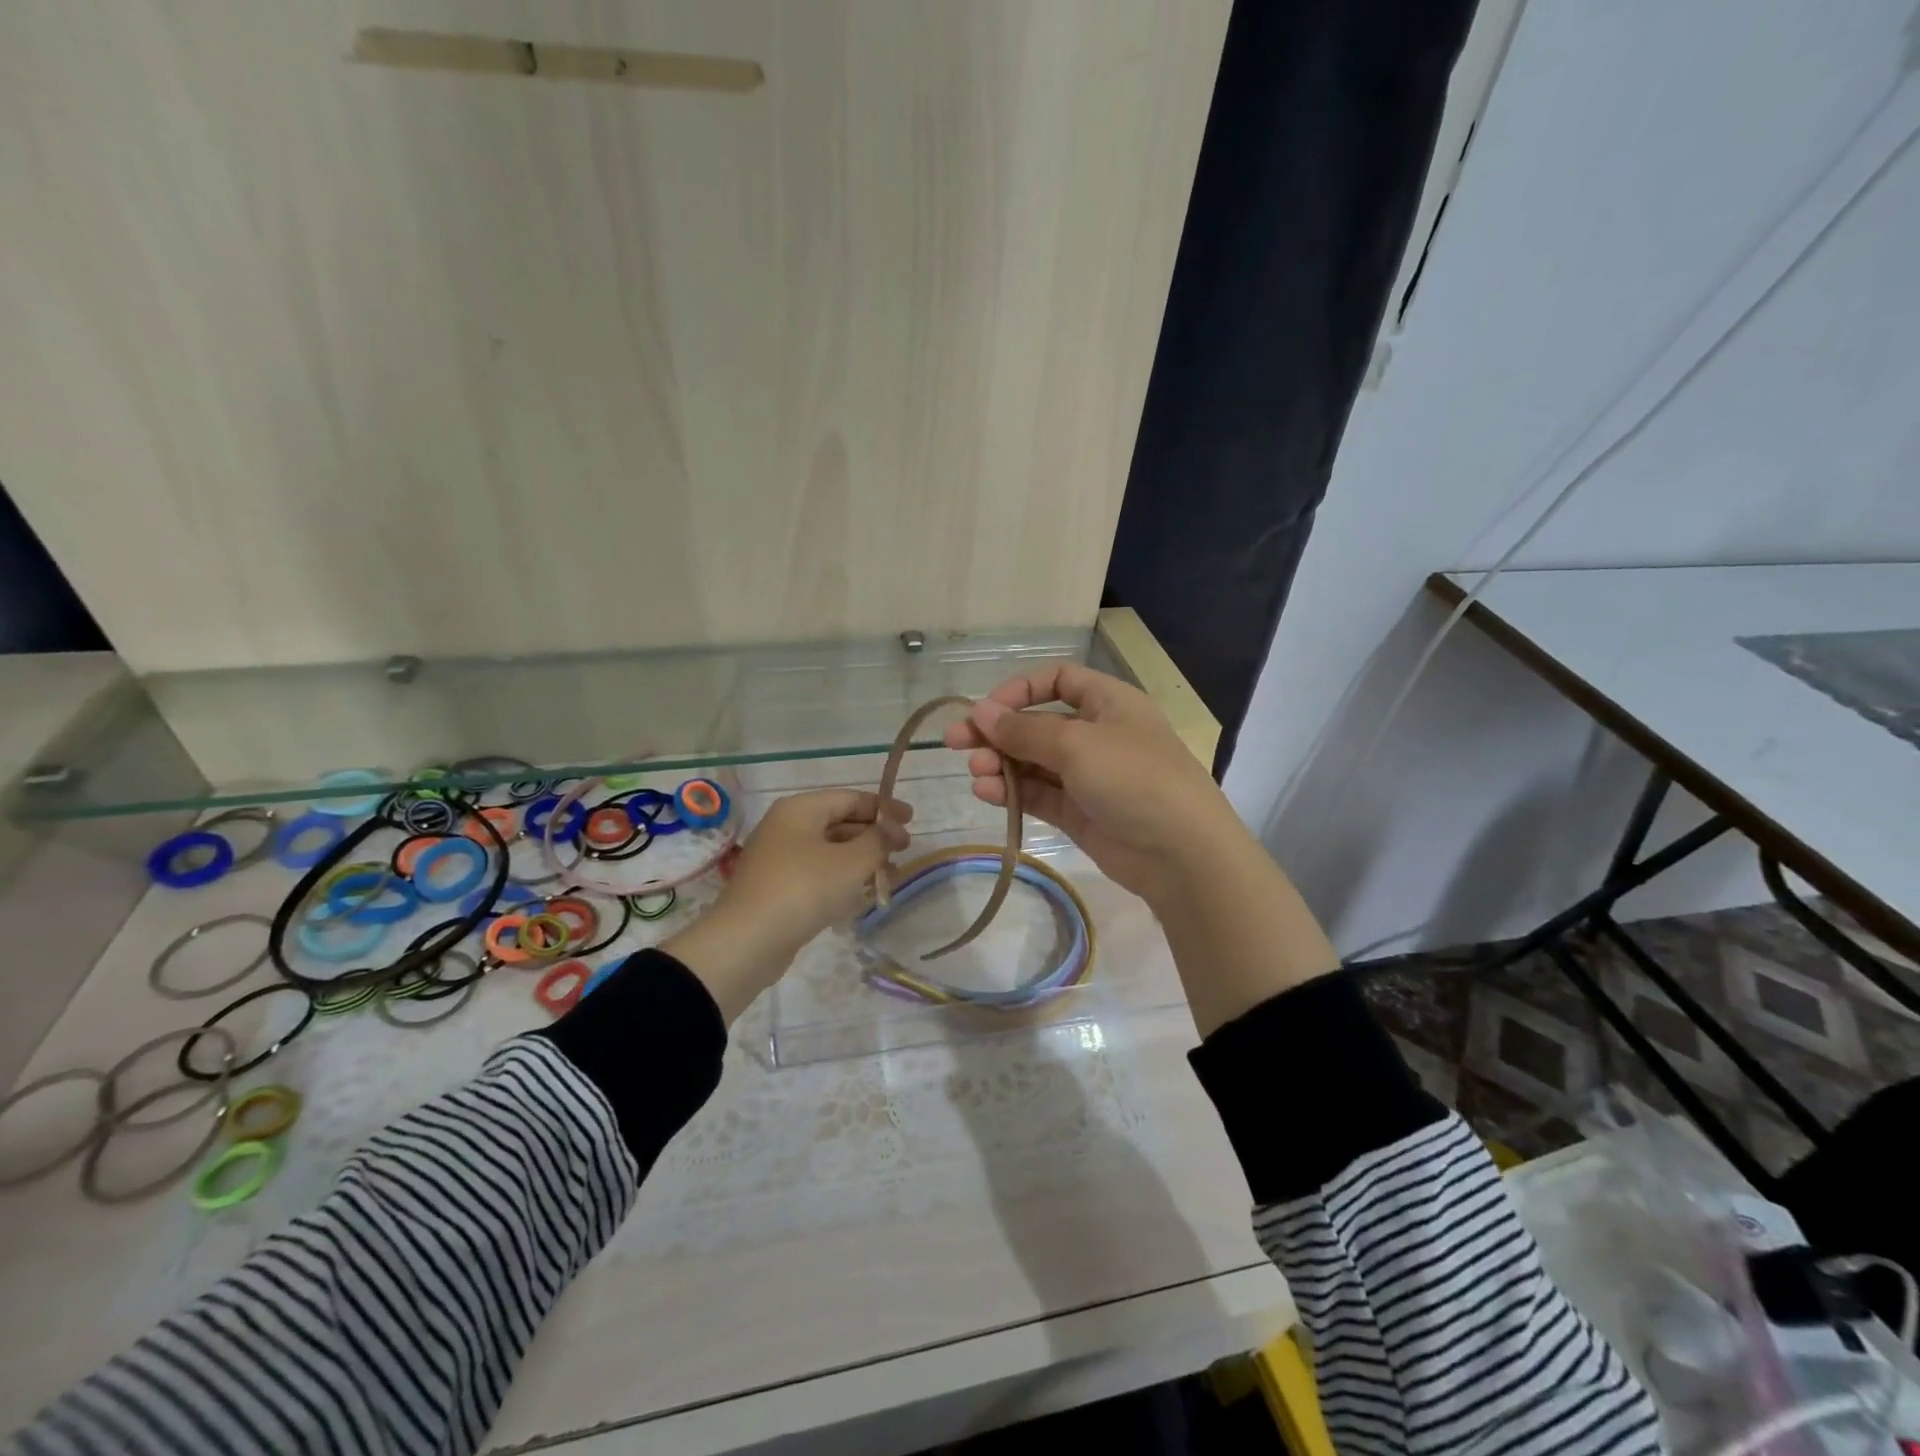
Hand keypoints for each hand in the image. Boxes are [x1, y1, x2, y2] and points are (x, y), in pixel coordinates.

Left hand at [665, 789, 911, 1021]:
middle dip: (874, 836)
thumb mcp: (851, 862)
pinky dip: (842, 879)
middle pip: (840, 822)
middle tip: (904, 851)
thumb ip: (878, 840)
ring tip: (889, 877)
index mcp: (801, 809)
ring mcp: (780, 858)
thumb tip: (893, 830)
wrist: (748, 941)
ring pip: (830, 850)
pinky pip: (818, 874)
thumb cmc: (804, 889)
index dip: (884, 808)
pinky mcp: (778, 887)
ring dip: (862, 860)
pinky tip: (862, 895)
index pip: (850, 798)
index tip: (911, 821)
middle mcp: (787, 826)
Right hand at [941, 664, 1243, 911]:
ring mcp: (1088, 776)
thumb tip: (980, 712)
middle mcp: (1097, 734)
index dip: (1020, 690)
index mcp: (1108, 703)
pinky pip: (1039, 793)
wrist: (1181, 854)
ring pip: (1034, 762)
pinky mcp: (1080, 813)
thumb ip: (1024, 730)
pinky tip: (988, 792)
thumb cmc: (1134, 779)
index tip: (986, 710)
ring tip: (976, 773)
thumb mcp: (1077, 744)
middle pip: (1038, 724)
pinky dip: (1014, 791)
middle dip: (998, 732)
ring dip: (1002, 763)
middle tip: (955, 743)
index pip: (1058, 680)